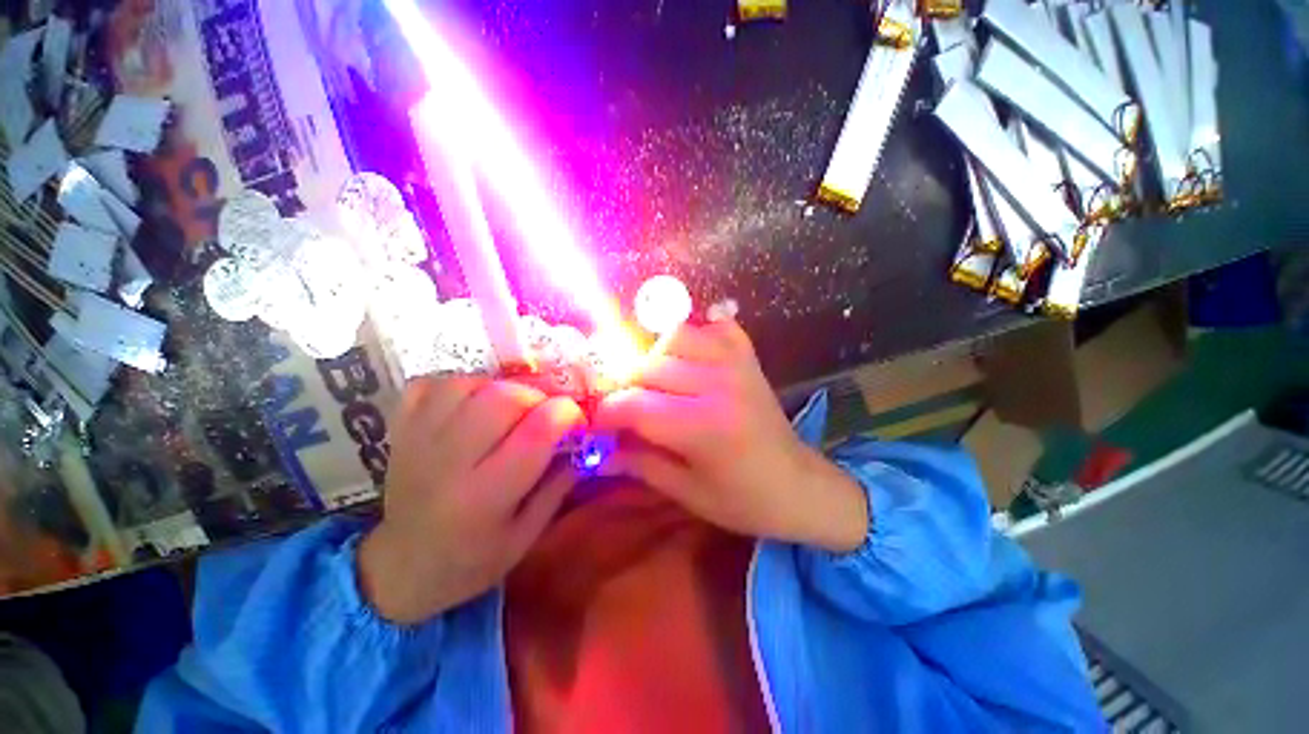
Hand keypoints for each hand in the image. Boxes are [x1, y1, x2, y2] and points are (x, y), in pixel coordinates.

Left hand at [358, 377, 584, 623]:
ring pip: (469, 384)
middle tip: (543, 415)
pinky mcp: (402, 429)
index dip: (566, 414)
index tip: (576, 420)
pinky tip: (473, 403)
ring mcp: (419, 441)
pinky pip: (433, 384)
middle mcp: (449, 463)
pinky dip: (461, 384)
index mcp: (486, 497)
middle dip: (537, 398)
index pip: (536, 433)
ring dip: (501, 389)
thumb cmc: (473, 559)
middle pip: (503, 398)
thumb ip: (559, 484)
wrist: (403, 566)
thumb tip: (583, 438)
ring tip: (510, 409)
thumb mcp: (527, 535)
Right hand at [593, 321, 867, 552]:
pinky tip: (690, 360)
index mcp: (704, 426)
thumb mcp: (684, 491)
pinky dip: (695, 337)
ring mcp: (737, 363)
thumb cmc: (742, 499)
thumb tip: (597, 447)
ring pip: (675, 337)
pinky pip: (713, 328)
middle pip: (648, 367)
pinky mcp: (748, 356)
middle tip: (624, 410)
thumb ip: (637, 462)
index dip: (606, 413)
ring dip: (655, 359)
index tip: (598, 423)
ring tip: (656, 385)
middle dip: (625, 388)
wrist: (797, 485)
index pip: (634, 405)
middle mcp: (719, 383)